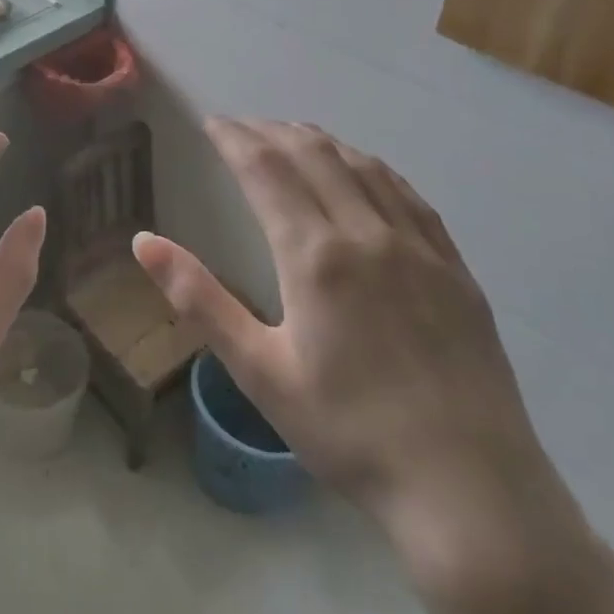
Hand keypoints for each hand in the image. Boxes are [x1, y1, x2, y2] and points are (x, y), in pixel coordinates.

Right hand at [134, 119, 591, 602]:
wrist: (470, 490)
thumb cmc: (348, 433)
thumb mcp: (259, 371)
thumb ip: (199, 299)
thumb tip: (143, 241)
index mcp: (315, 256)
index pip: (266, 170)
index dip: (235, 139)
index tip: (212, 123)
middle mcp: (367, 234)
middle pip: (314, 155)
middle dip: (271, 131)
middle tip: (242, 126)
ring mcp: (419, 247)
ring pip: (363, 166)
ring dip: (321, 141)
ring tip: (291, 134)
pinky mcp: (454, 267)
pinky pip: (408, 194)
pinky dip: (372, 167)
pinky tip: (364, 170)